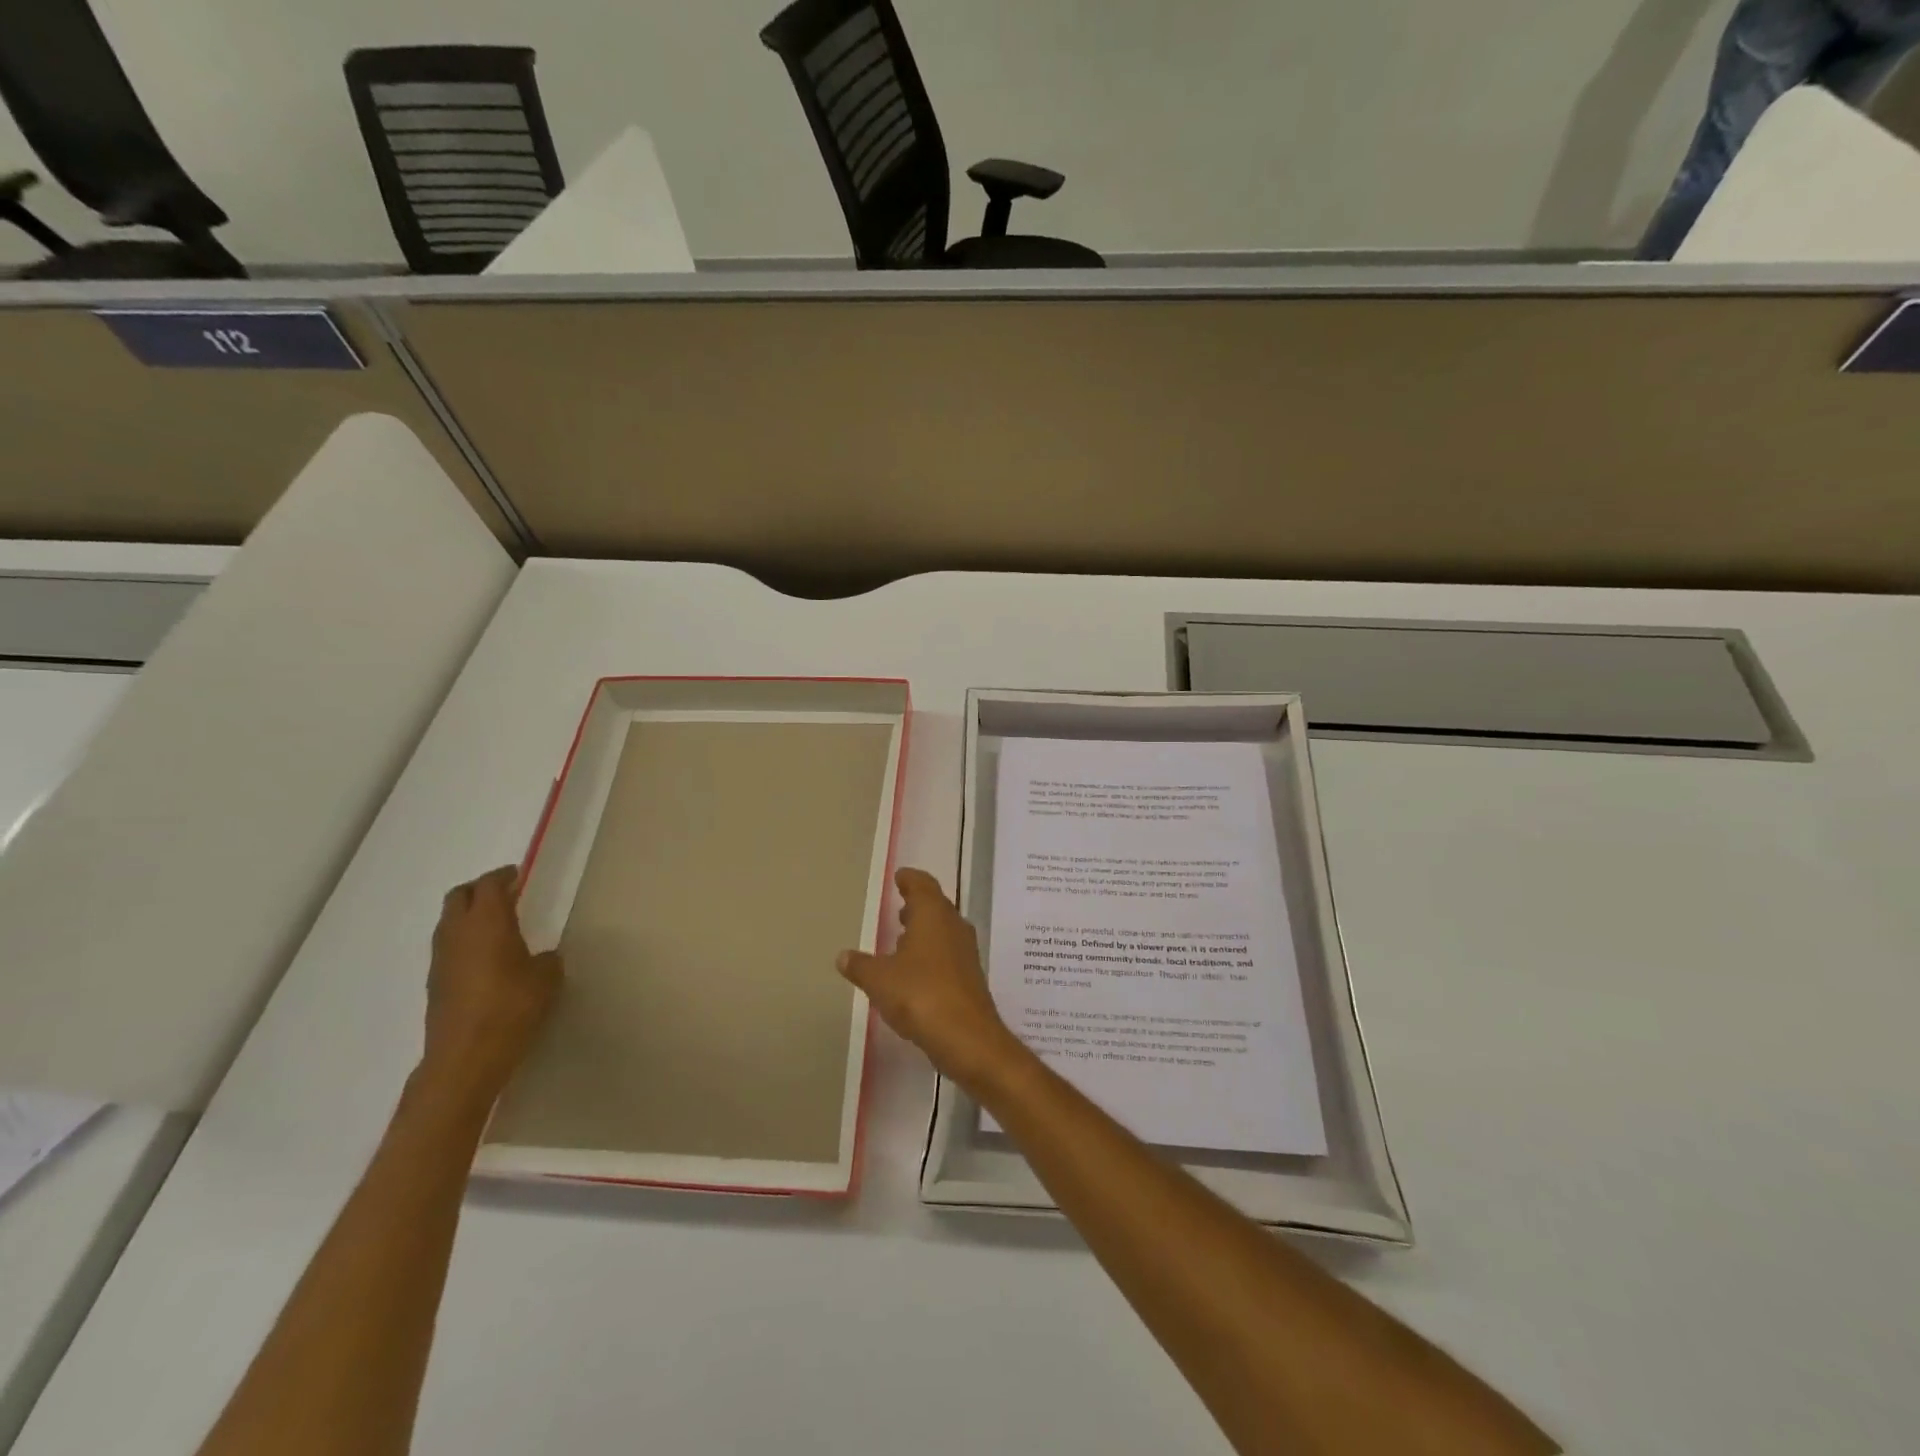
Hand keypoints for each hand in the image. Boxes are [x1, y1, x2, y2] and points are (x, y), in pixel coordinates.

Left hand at [422, 866, 562, 1106]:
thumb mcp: (547, 979)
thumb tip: (541, 958)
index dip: (504, 876)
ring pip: (449, 922)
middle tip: (505, 894)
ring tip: (496, 925)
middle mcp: (457, 933)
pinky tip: (485, 958)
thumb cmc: (511, 1008)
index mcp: (487, 922)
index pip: (490, 885)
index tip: (518, 874)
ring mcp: (441, 959)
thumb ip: (546, 959)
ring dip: (469, 916)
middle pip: (459, 896)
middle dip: (480, 890)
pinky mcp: (435, 983)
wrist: (465, 1058)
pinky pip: (449, 947)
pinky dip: (464, 941)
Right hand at [838, 867, 1024, 1089]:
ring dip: (926, 929)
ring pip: (944, 930)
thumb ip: (860, 966)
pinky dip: (932, 953)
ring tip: (903, 936)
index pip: (923, 885)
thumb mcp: (879, 979)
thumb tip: (842, 956)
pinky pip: (948, 953)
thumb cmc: (920, 995)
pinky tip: (916, 970)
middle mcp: (953, 926)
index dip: (910, 879)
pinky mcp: (969, 977)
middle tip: (901, 904)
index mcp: (933, 914)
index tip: (900, 877)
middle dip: (918, 904)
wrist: (967, 1037)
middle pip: (937, 906)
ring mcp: (965, 952)